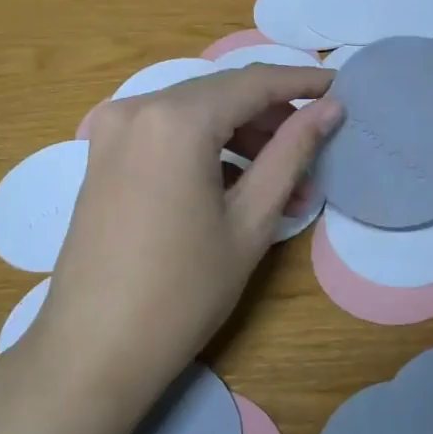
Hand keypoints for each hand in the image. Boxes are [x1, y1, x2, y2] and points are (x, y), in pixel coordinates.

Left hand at [30, 66, 341, 403]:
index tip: (340, 88)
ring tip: (285, 185)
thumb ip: (291, 153)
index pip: (254, 82)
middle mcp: (137, 108)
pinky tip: (237, 188)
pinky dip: (206, 149)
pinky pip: (167, 134)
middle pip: (222, 94)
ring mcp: (113, 130)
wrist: (92, 351)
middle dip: (273, 117)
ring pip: (195, 113)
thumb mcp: (250, 221)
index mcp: (176, 119)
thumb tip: (330, 108)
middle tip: (316, 149)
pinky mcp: (103, 155)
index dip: (302, 83)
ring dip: (242, 138)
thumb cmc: (182, 292)